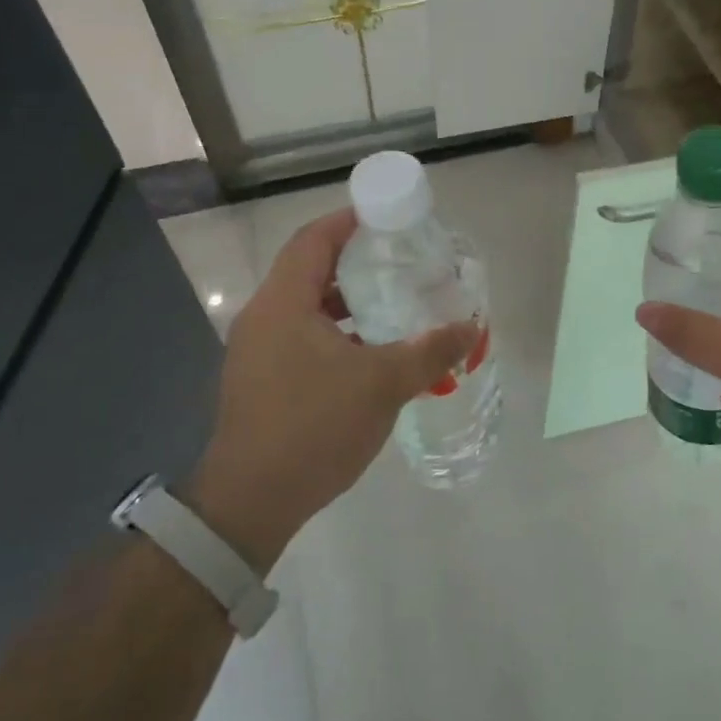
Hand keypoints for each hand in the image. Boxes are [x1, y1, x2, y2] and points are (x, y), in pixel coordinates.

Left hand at [182, 208, 478, 570]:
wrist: (252, 502)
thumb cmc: (313, 427)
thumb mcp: (382, 385)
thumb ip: (428, 351)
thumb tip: (469, 327)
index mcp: (283, 303)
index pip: (313, 240)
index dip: (348, 222)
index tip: (387, 219)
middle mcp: (263, 318)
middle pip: (309, 270)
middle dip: (355, 262)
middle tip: (401, 262)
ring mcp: (257, 351)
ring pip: (306, 308)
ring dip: (347, 303)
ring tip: (393, 306)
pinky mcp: (261, 380)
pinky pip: (302, 338)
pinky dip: (336, 333)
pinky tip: (370, 354)